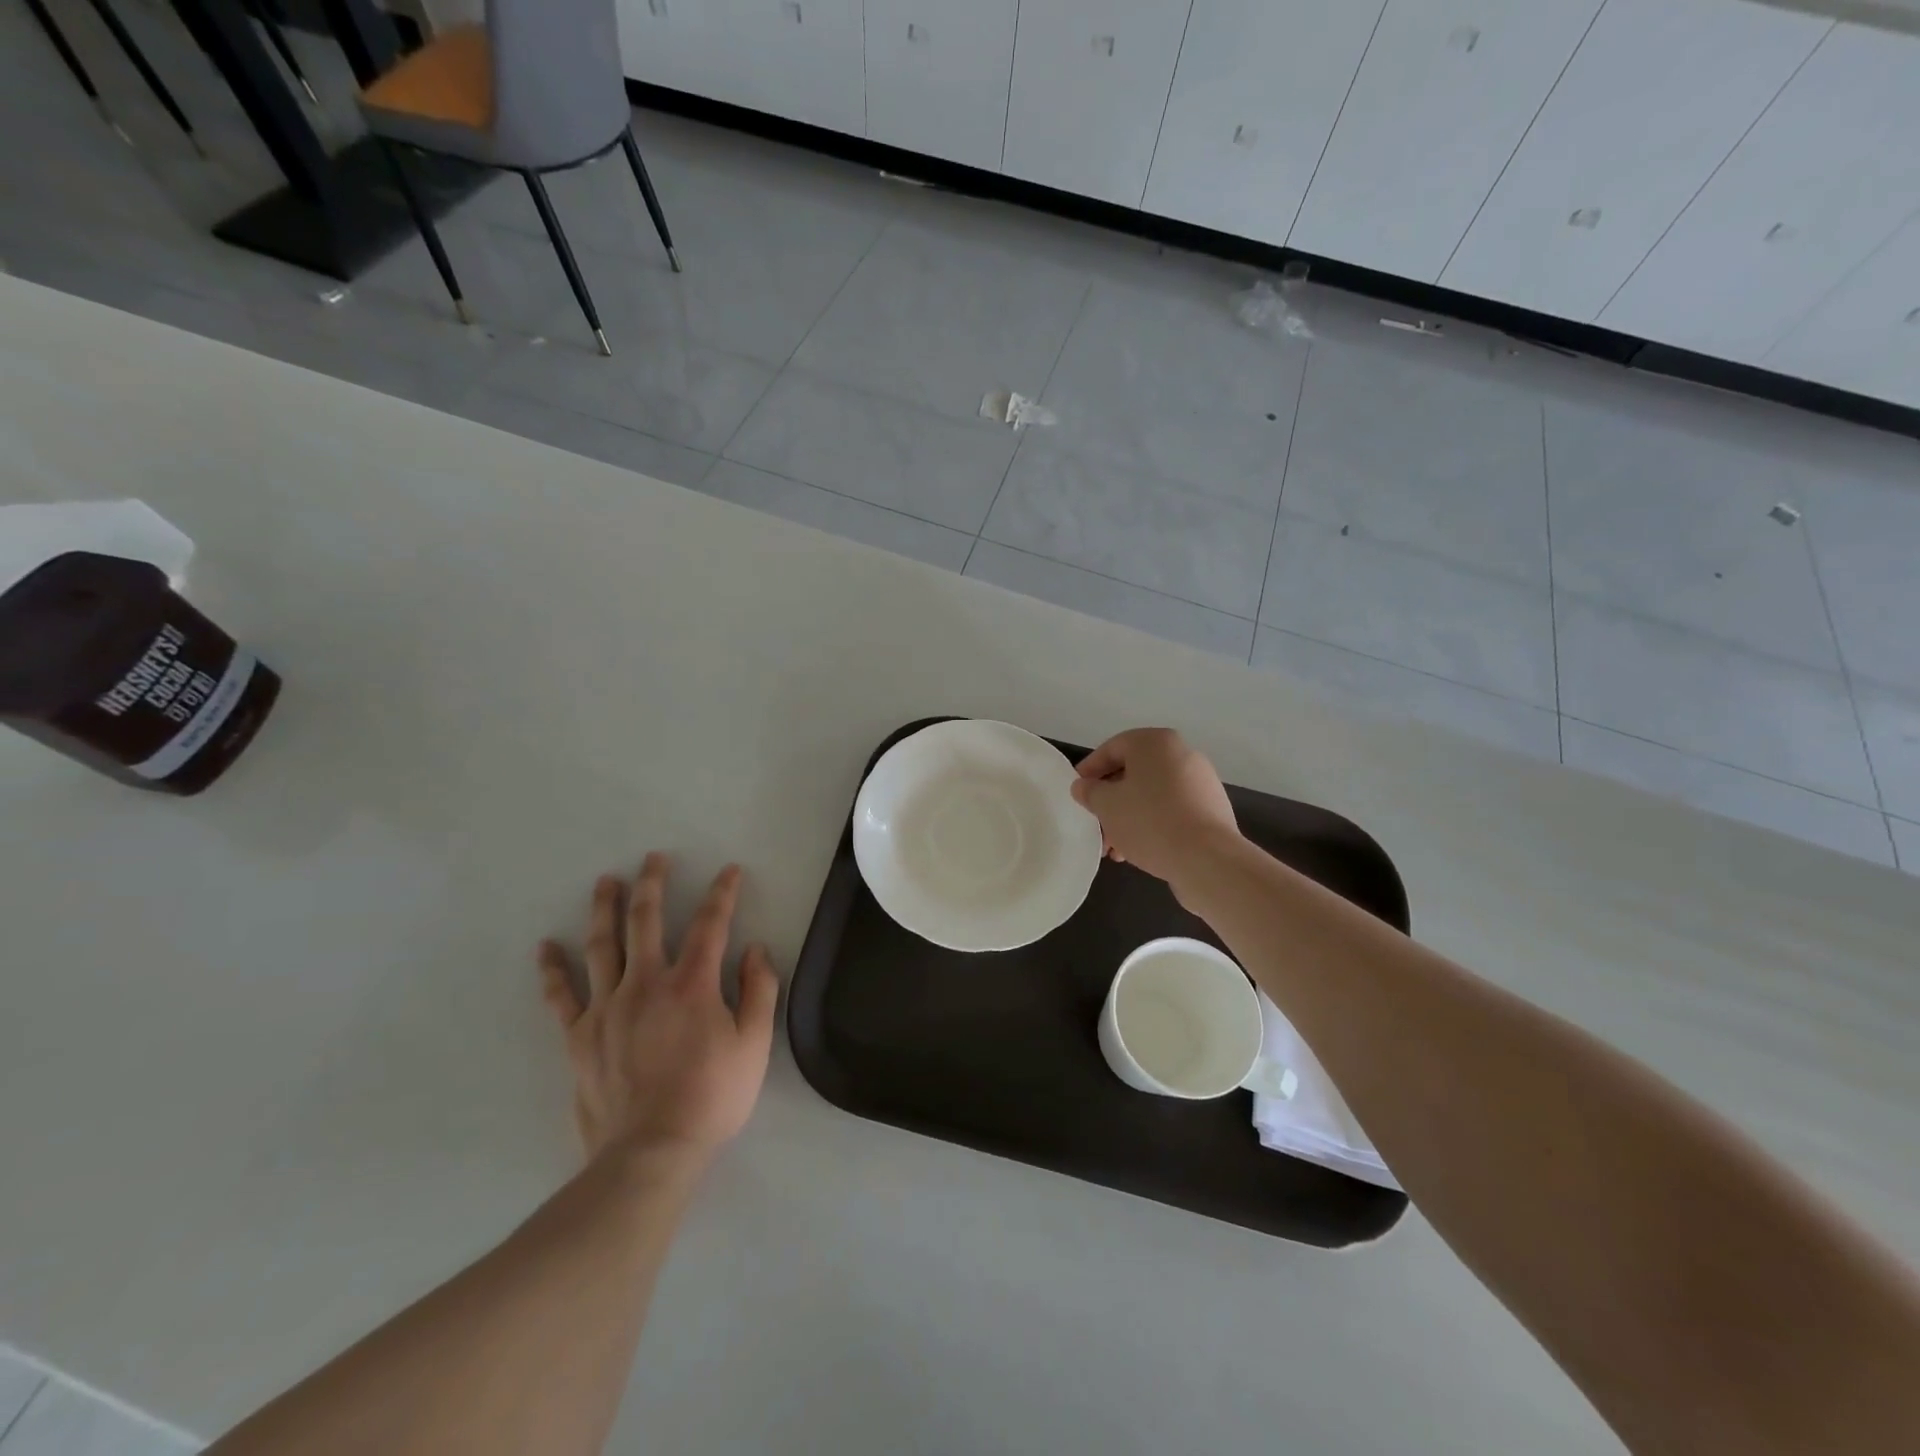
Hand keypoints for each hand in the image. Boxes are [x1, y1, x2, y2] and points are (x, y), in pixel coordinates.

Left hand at [537, 854, 777, 1174]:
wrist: (651, 1152)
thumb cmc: (712, 1097)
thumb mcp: (755, 1045)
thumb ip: (759, 991)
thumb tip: (756, 949)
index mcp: (693, 984)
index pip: (710, 924)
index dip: (722, 893)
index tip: (729, 871)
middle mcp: (647, 983)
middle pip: (646, 921)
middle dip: (652, 884)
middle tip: (653, 858)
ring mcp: (607, 1008)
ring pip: (602, 946)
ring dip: (604, 909)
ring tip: (606, 882)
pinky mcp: (580, 1037)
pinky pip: (562, 996)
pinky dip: (552, 970)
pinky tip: (546, 948)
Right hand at [1070, 728, 1240, 895]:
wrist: (1207, 858)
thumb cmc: (1149, 821)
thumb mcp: (1107, 805)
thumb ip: (1090, 791)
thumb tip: (1083, 786)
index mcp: (1155, 743)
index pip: (1112, 748)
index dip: (1089, 770)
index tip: (1076, 792)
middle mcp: (1181, 753)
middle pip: (1133, 774)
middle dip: (1110, 801)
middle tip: (1095, 825)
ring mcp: (1200, 781)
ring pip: (1152, 795)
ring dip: (1128, 817)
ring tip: (1114, 848)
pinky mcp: (1211, 808)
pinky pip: (1172, 809)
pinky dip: (1152, 824)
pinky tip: (1138, 850)